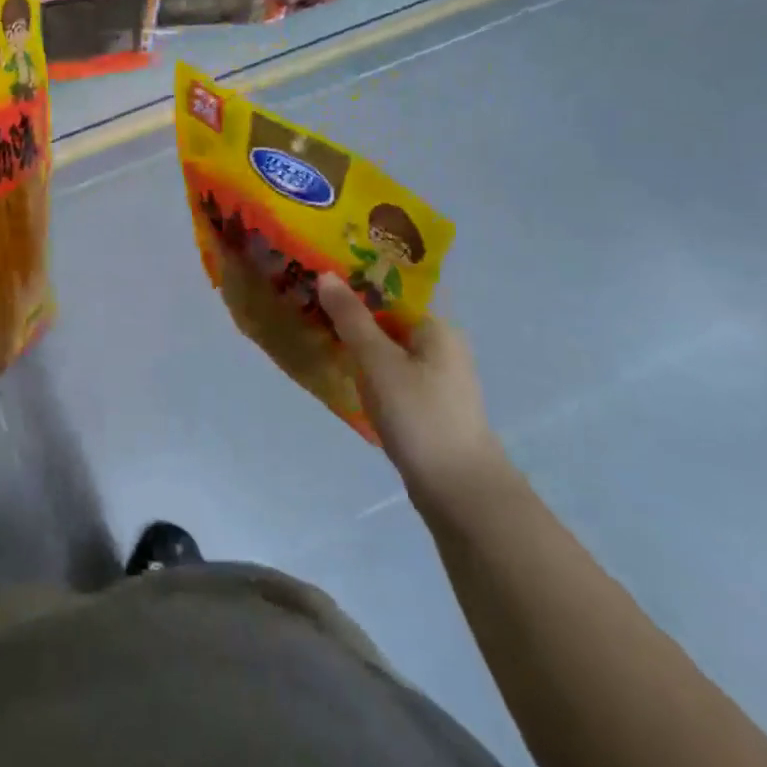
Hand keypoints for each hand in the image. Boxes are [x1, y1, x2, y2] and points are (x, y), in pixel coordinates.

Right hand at [317, 275, 508, 511]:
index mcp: (436, 327)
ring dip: (355, 346)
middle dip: (348, 317)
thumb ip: (351, 318)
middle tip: (306, 311)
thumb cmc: (420, 415)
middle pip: (386, 320)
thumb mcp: (378, 362)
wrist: (460, 491)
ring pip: (386, 350)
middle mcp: (440, 346)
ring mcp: (435, 379)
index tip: (314, 285)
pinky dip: (366, 372)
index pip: (387, 292)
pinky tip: (341, 376)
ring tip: (315, 339)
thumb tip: (326, 275)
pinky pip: (389, 375)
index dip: (351, 287)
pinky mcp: (426, 406)